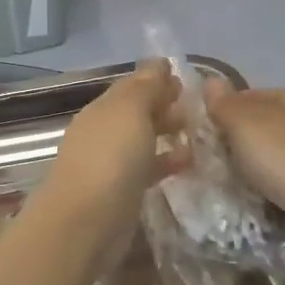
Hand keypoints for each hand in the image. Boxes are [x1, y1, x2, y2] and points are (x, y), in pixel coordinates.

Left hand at [39, 62, 189, 256]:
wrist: (85, 222)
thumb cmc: (110, 158)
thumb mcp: (130, 112)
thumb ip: (146, 86)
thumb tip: (159, 62)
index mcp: (102, 109)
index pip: (131, 87)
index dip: (156, 81)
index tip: (186, 81)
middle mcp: (102, 133)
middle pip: (135, 113)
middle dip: (163, 107)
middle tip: (196, 109)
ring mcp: (109, 164)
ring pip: (141, 141)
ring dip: (166, 134)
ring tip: (199, 134)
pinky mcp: (120, 194)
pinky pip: (146, 169)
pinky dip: (165, 162)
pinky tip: (188, 164)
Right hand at [203, 80, 284, 235]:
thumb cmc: (283, 157)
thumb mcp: (245, 124)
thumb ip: (225, 104)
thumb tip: (210, 80)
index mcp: (282, 100)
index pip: (245, 95)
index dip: (223, 109)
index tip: (201, 129)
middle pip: (256, 126)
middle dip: (233, 140)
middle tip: (207, 158)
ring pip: (266, 154)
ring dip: (247, 166)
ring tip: (224, 181)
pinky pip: (277, 180)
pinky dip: (263, 186)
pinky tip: (250, 198)